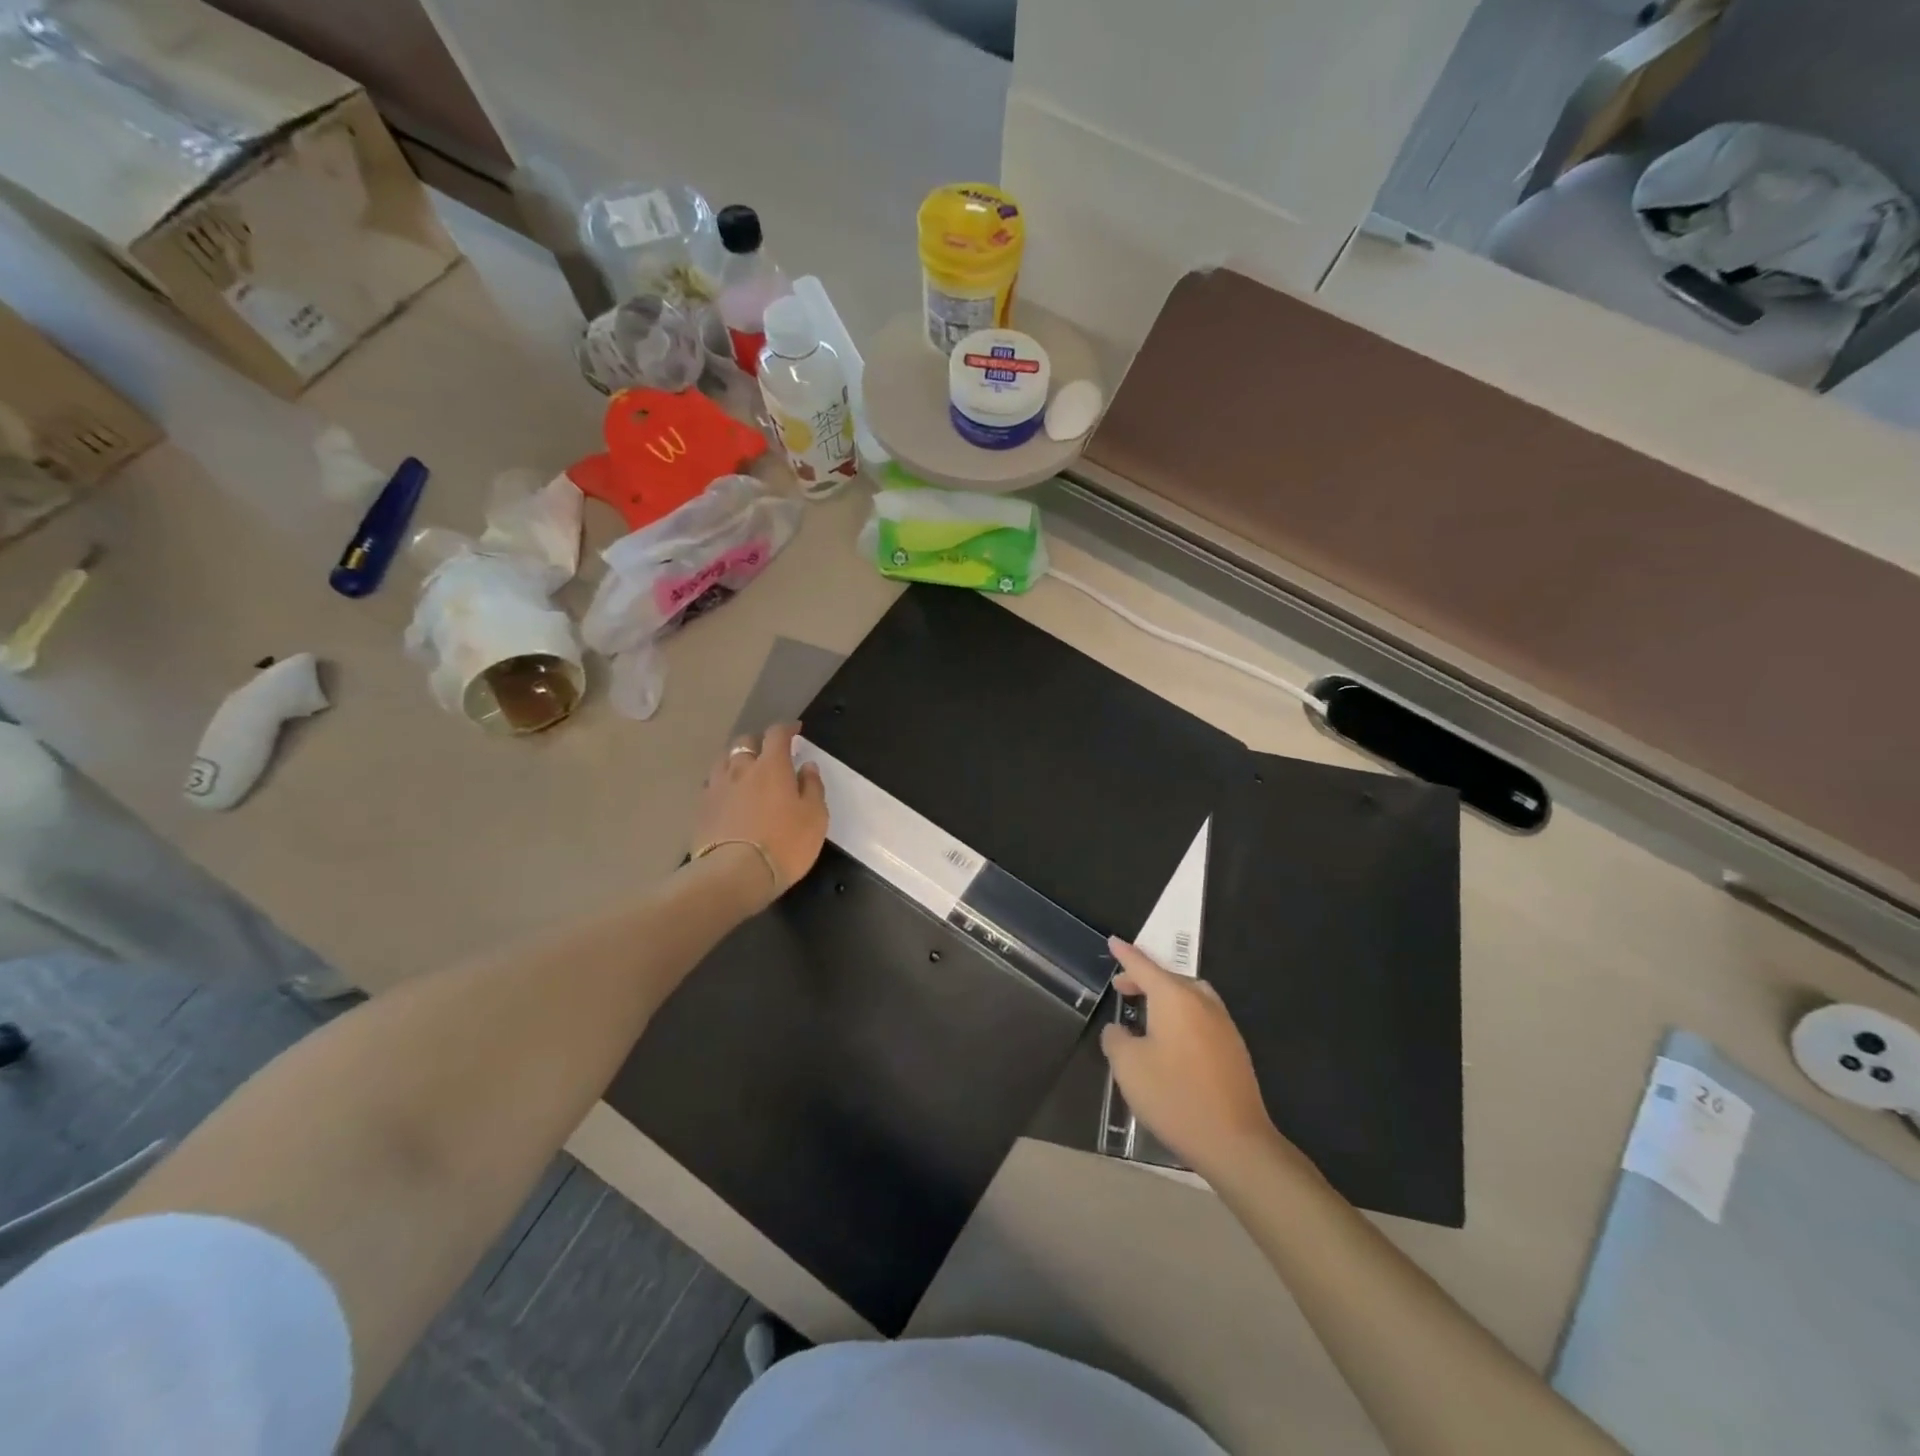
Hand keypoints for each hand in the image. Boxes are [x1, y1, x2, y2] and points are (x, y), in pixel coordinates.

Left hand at [693, 723, 827, 903]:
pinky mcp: (701, 808)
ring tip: (744, 771)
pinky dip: (722, 783)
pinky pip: (712, 785)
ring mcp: (717, 788)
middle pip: (745, 742)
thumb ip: (812, 787)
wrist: (735, 874)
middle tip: (769, 753)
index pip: (777, 734)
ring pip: (723, 761)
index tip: (795, 730)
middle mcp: (741, 769)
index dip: (786, 729)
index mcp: (771, 766)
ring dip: (736, 760)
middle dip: (758, 742)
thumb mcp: (815, 817)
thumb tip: (807, 766)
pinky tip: (728, 796)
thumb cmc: (785, 843)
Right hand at [1100, 938, 1283, 1175]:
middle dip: (1144, 979)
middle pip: (1169, 978)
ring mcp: (1223, 1024)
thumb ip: (1116, 1039)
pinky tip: (1173, 1041)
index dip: (1126, 954)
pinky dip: (1183, 1015)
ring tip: (1148, 1012)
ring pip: (1190, 995)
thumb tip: (1120, 1030)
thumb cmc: (1175, 1096)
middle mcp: (1202, 1002)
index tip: (1113, 941)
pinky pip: (1202, 1016)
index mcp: (1174, 997)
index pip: (1143, 966)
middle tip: (1123, 988)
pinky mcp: (1234, 1048)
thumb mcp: (1128, 1067)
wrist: (1235, 1142)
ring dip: (1167, 997)